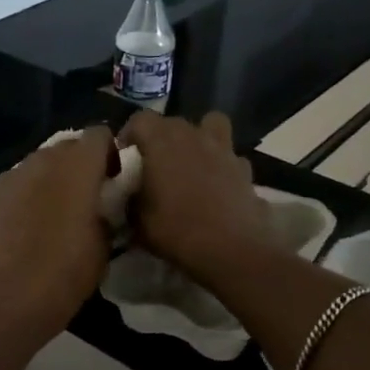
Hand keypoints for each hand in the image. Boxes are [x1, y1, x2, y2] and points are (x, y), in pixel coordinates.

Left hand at [0, 126, 115, 341]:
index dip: (109, 153)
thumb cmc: (71, 268)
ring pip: (39, 163)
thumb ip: (106, 210)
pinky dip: (26, 194)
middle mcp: (45, 159)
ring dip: (51, 177)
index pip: (99, 135)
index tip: (113, 179)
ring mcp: (15, 175)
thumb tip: (100, 206)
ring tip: (55, 208)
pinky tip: (27, 220)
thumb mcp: (107, 240)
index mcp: (79, 164)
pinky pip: (17, 184)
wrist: (17, 294)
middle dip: (79, 164)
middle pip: (67, 147)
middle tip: (87, 196)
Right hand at [120, 111, 278, 281]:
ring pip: (210, 125)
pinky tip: (216, 185)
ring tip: (190, 161)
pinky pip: (229, 155)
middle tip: (154, 164)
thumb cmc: (177, 231)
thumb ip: (131, 199)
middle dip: (160, 138)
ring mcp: (223, 149)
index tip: (125, 156)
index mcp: (162, 142)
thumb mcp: (137, 221)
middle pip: (172, 122)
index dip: (129, 134)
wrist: (231, 249)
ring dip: (198, 137)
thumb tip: (131, 194)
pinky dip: (221, 164)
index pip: (139, 119)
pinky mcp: (244, 167)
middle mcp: (193, 135)